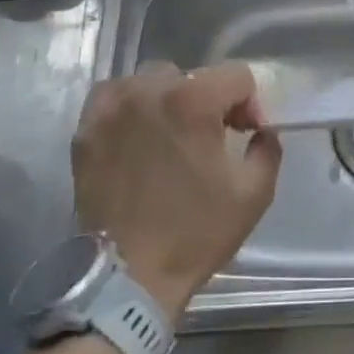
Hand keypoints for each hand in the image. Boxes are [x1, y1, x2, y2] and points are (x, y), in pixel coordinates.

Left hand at [72, 62, 281, 317]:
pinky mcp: (86, 130)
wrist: (127, 279)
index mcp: (194, 101)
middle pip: (193, 75)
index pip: (236, 76)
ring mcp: (113, 108)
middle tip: (209, 138)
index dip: (248, 103)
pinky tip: (136, 132)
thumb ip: (267, 148)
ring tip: (169, 135)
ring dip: (168, 100)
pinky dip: (129, 105)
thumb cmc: (195, 233)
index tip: (245, 134)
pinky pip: (113, 95)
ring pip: (151, 81)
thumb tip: (260, 129)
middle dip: (209, 101)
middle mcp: (150, 91)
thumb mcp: (254, 194)